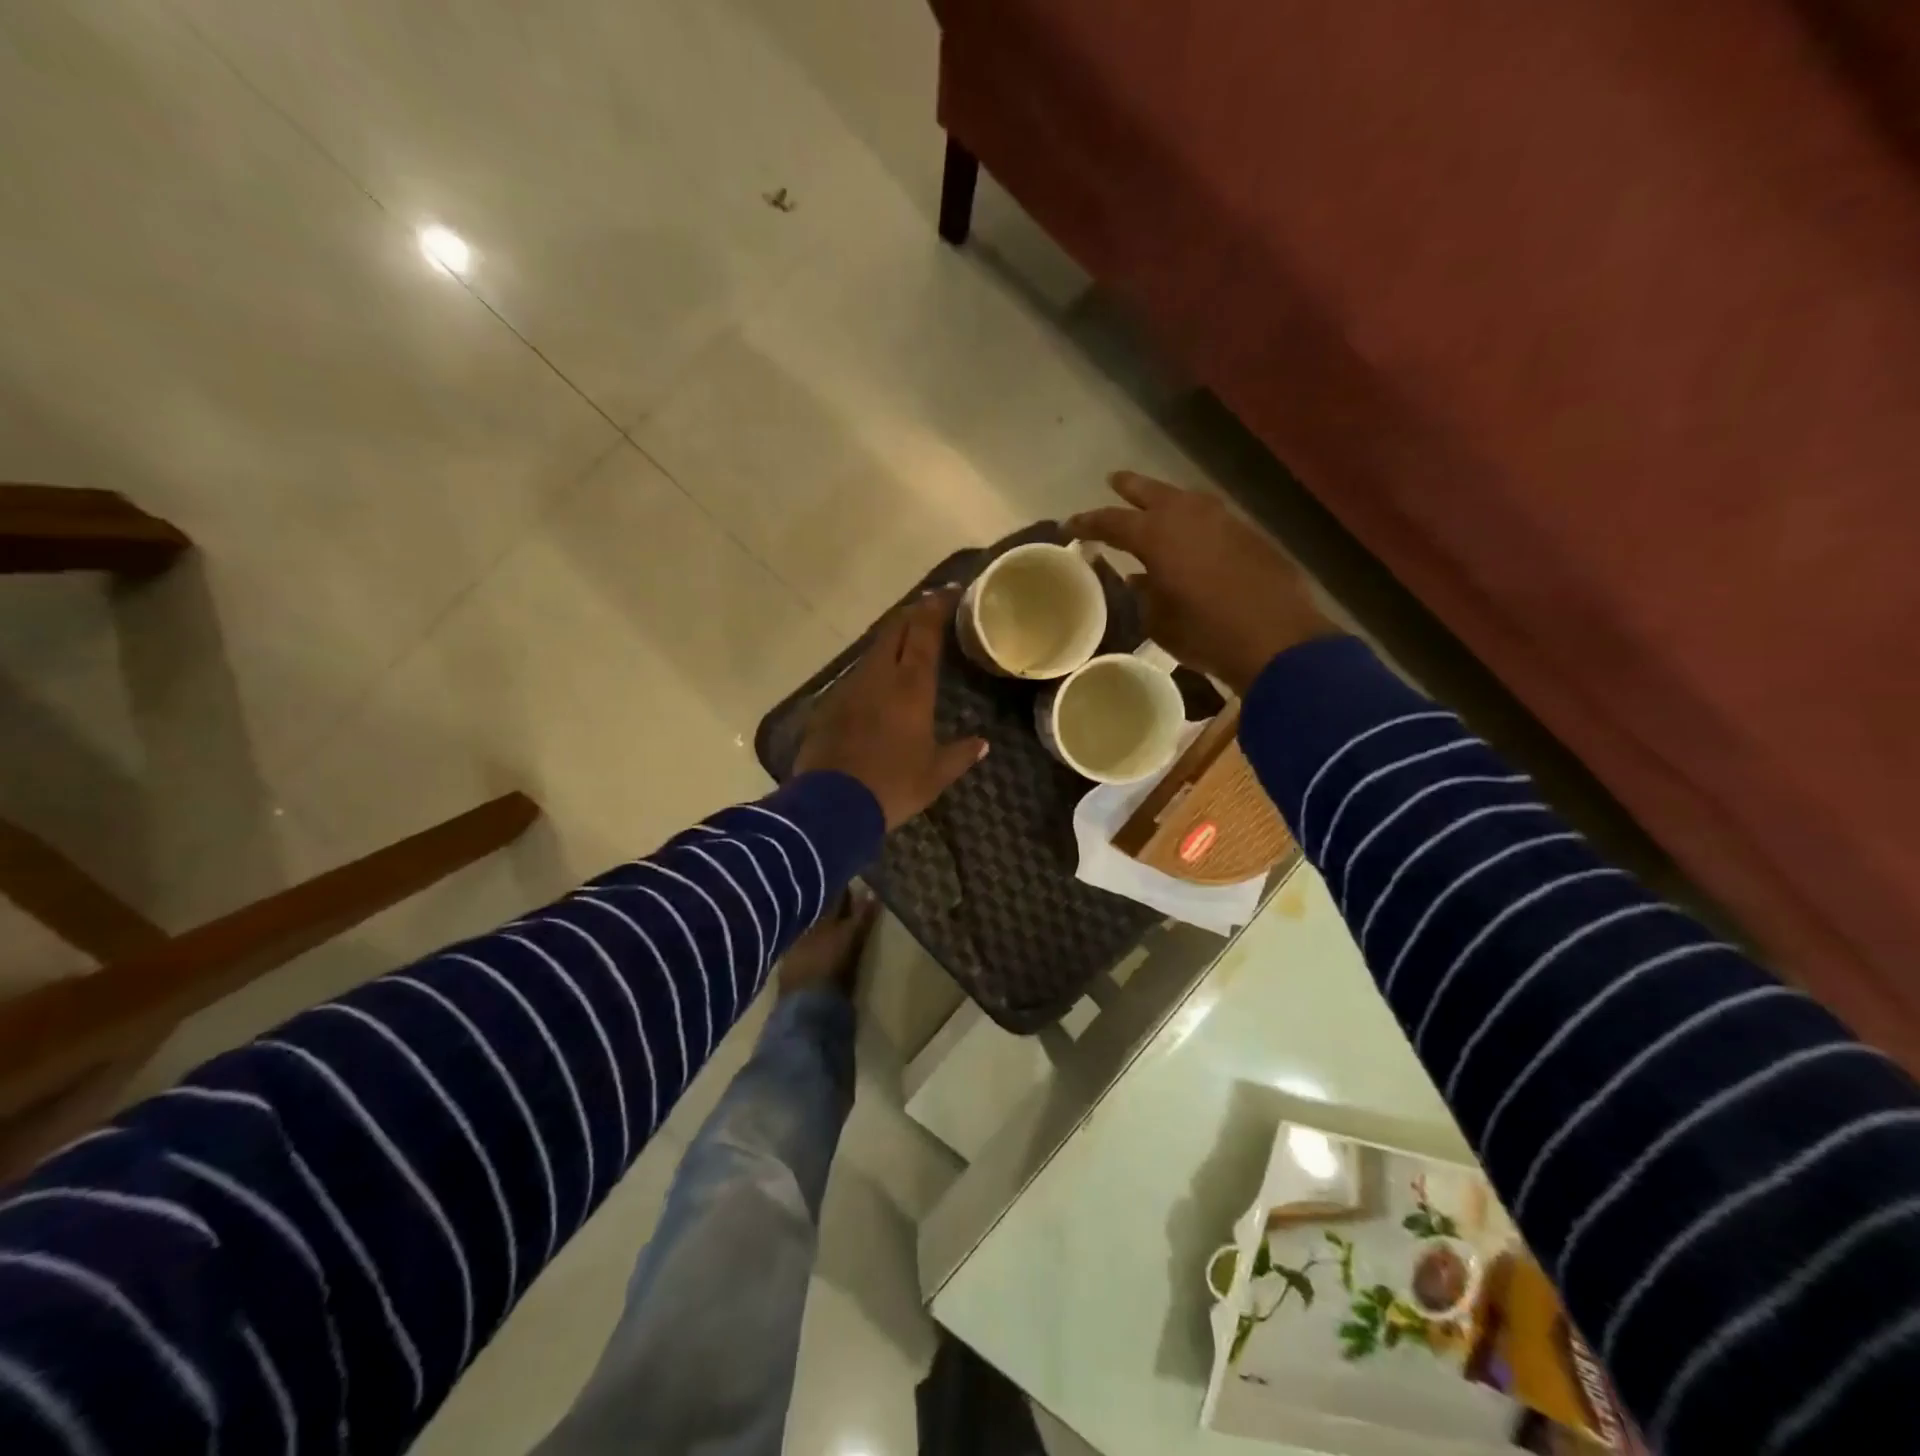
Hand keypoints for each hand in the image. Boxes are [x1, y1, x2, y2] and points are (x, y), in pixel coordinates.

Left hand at [795, 590, 987, 829]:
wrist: (832, 805)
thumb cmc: (893, 785)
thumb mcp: (935, 775)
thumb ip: (960, 754)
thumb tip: (982, 744)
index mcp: (910, 686)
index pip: (923, 632)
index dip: (935, 607)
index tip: (948, 592)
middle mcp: (878, 676)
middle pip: (893, 630)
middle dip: (911, 614)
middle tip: (928, 609)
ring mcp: (848, 688)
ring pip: (872, 652)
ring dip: (889, 642)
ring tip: (905, 645)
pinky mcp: (828, 705)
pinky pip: (855, 678)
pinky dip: (871, 672)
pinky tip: (876, 688)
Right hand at [1067, 472, 1339, 693]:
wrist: (1277, 639)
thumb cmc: (1206, 633)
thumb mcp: (1159, 621)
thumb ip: (1143, 593)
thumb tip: (1137, 578)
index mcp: (1157, 536)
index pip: (1112, 521)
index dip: (1089, 522)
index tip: (1071, 524)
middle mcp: (1188, 516)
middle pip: (1152, 492)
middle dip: (1129, 487)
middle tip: (1113, 481)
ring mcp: (1224, 521)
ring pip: (1186, 499)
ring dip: (1166, 499)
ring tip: (1154, 504)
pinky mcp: (1249, 534)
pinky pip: (1210, 517)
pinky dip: (1193, 519)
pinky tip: (1191, 532)